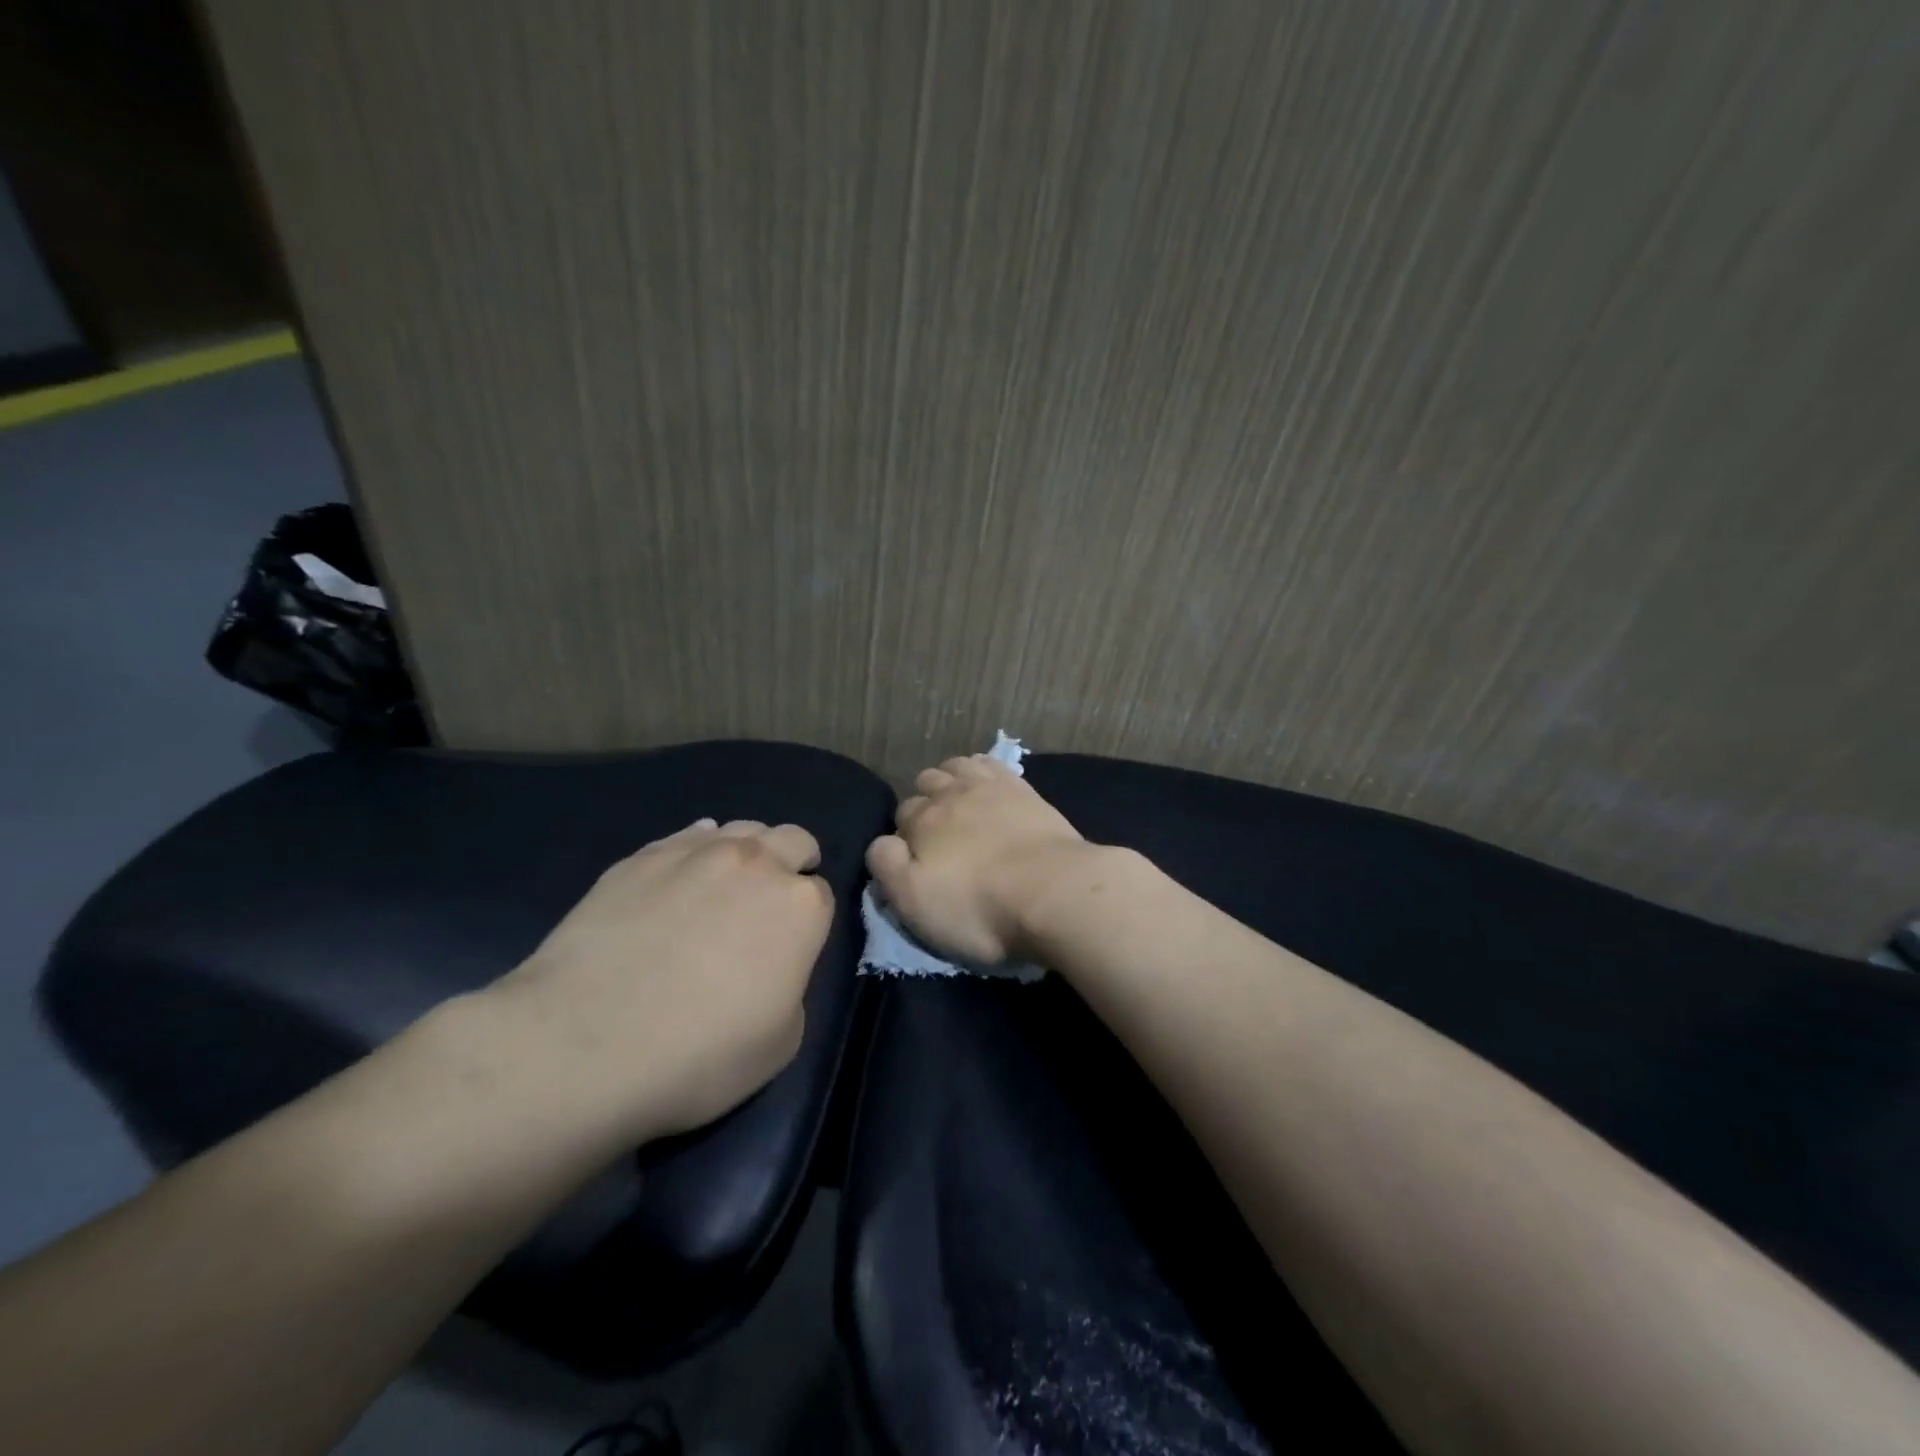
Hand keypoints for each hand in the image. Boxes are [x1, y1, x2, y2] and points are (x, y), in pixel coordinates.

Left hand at [491, 819, 832, 1141]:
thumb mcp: (780, 1042)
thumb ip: (791, 986)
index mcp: (800, 907)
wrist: (583, 1045)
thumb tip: (770, 965)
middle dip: (791, 864)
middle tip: (769, 904)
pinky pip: (685, 836)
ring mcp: (695, 853)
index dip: (807, 920)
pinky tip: (680, 878)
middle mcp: (756, 864)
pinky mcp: (641, 857)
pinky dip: (696, 850)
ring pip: (740, 829)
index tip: (790, 945)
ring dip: (747, 852)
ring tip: (724, 888)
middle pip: (792, 841)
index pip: (821, 894)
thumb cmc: (699, 1056)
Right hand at [866, 756, 1091, 963]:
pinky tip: (987, 782)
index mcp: (921, 822)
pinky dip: (982, 769)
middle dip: (925, 802)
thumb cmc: (978, 908)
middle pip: (926, 784)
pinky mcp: (1024, 789)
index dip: (904, 836)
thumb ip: (886, 867)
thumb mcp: (914, 903)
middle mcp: (950, 794)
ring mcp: (990, 787)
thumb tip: (881, 842)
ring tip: (958, 802)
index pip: (900, 816)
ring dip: (950, 779)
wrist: (1053, 892)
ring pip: (957, 767)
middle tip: (939, 834)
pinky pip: (992, 764)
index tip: (916, 859)